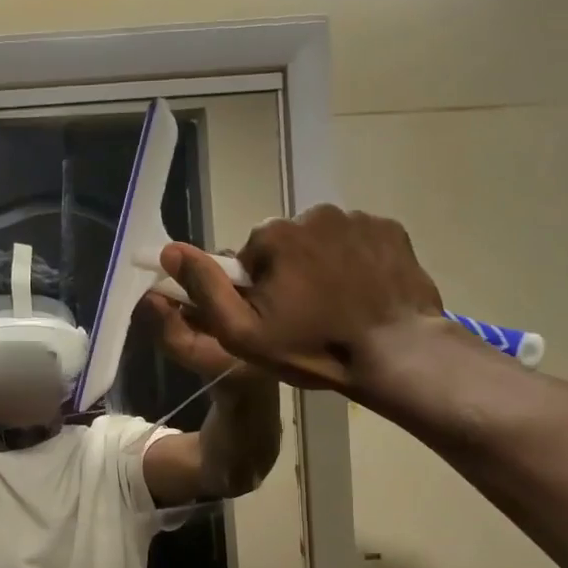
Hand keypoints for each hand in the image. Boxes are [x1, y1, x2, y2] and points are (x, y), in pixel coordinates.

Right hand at [158, 206, 450, 405]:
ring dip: (322, 266)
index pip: (250, 254)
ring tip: (337, 306)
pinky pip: (358, 241)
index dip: (256, 288)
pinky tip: (363, 294)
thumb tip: (170, 251)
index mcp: (274, 235)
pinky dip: (356, 262)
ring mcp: (358, 219)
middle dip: (289, 272)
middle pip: (287, 244)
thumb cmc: (313, 348)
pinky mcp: (391, 230)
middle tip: (306, 315)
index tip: (273, 317)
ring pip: (323, 241)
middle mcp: (314, 214)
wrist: (397, 354)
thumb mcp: (242, 332)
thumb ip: (204, 289)